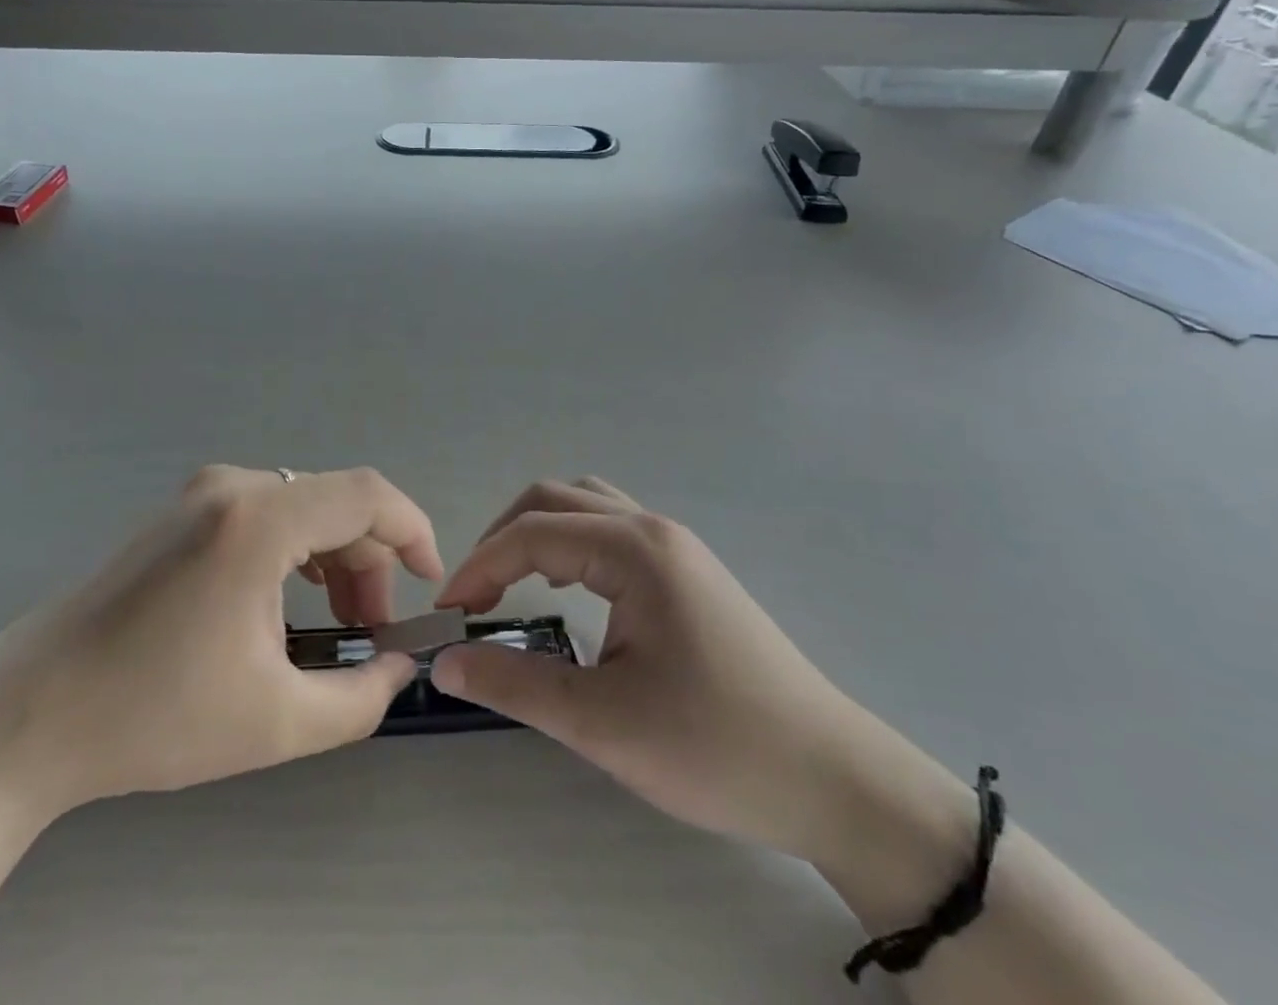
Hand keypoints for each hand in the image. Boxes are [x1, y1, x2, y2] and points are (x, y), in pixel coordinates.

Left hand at [0, 466, 442, 824]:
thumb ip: (362, 697)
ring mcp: (199, 493)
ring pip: (302, 507)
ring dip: (333, 559)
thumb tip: (400, 666)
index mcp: (259, 519)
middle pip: (335, 503)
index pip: (367, 495)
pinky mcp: (179, 511)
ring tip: (331, 626)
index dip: (413, 532)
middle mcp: (233, 486)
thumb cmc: (153, 715)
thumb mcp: (276, 721)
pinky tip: (284, 606)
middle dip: (369, 564)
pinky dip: (295, 552)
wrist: (27, 715)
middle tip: (368, 634)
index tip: (427, 587)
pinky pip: (265, 513)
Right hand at [431, 477, 876, 864]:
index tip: (449, 614)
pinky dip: (571, 544)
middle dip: (503, 538)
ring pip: (585, 507)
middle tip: (475, 595)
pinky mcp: (687, 571)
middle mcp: (652, 529)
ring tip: (512, 584)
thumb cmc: (716, 747)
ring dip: (538, 533)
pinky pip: (610, 530)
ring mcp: (675, 546)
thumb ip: (515, 684)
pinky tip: (568, 590)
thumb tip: (445, 662)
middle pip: (554, 499)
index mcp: (633, 550)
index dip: (479, 566)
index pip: (532, 534)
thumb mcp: (604, 723)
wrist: (832, 778)